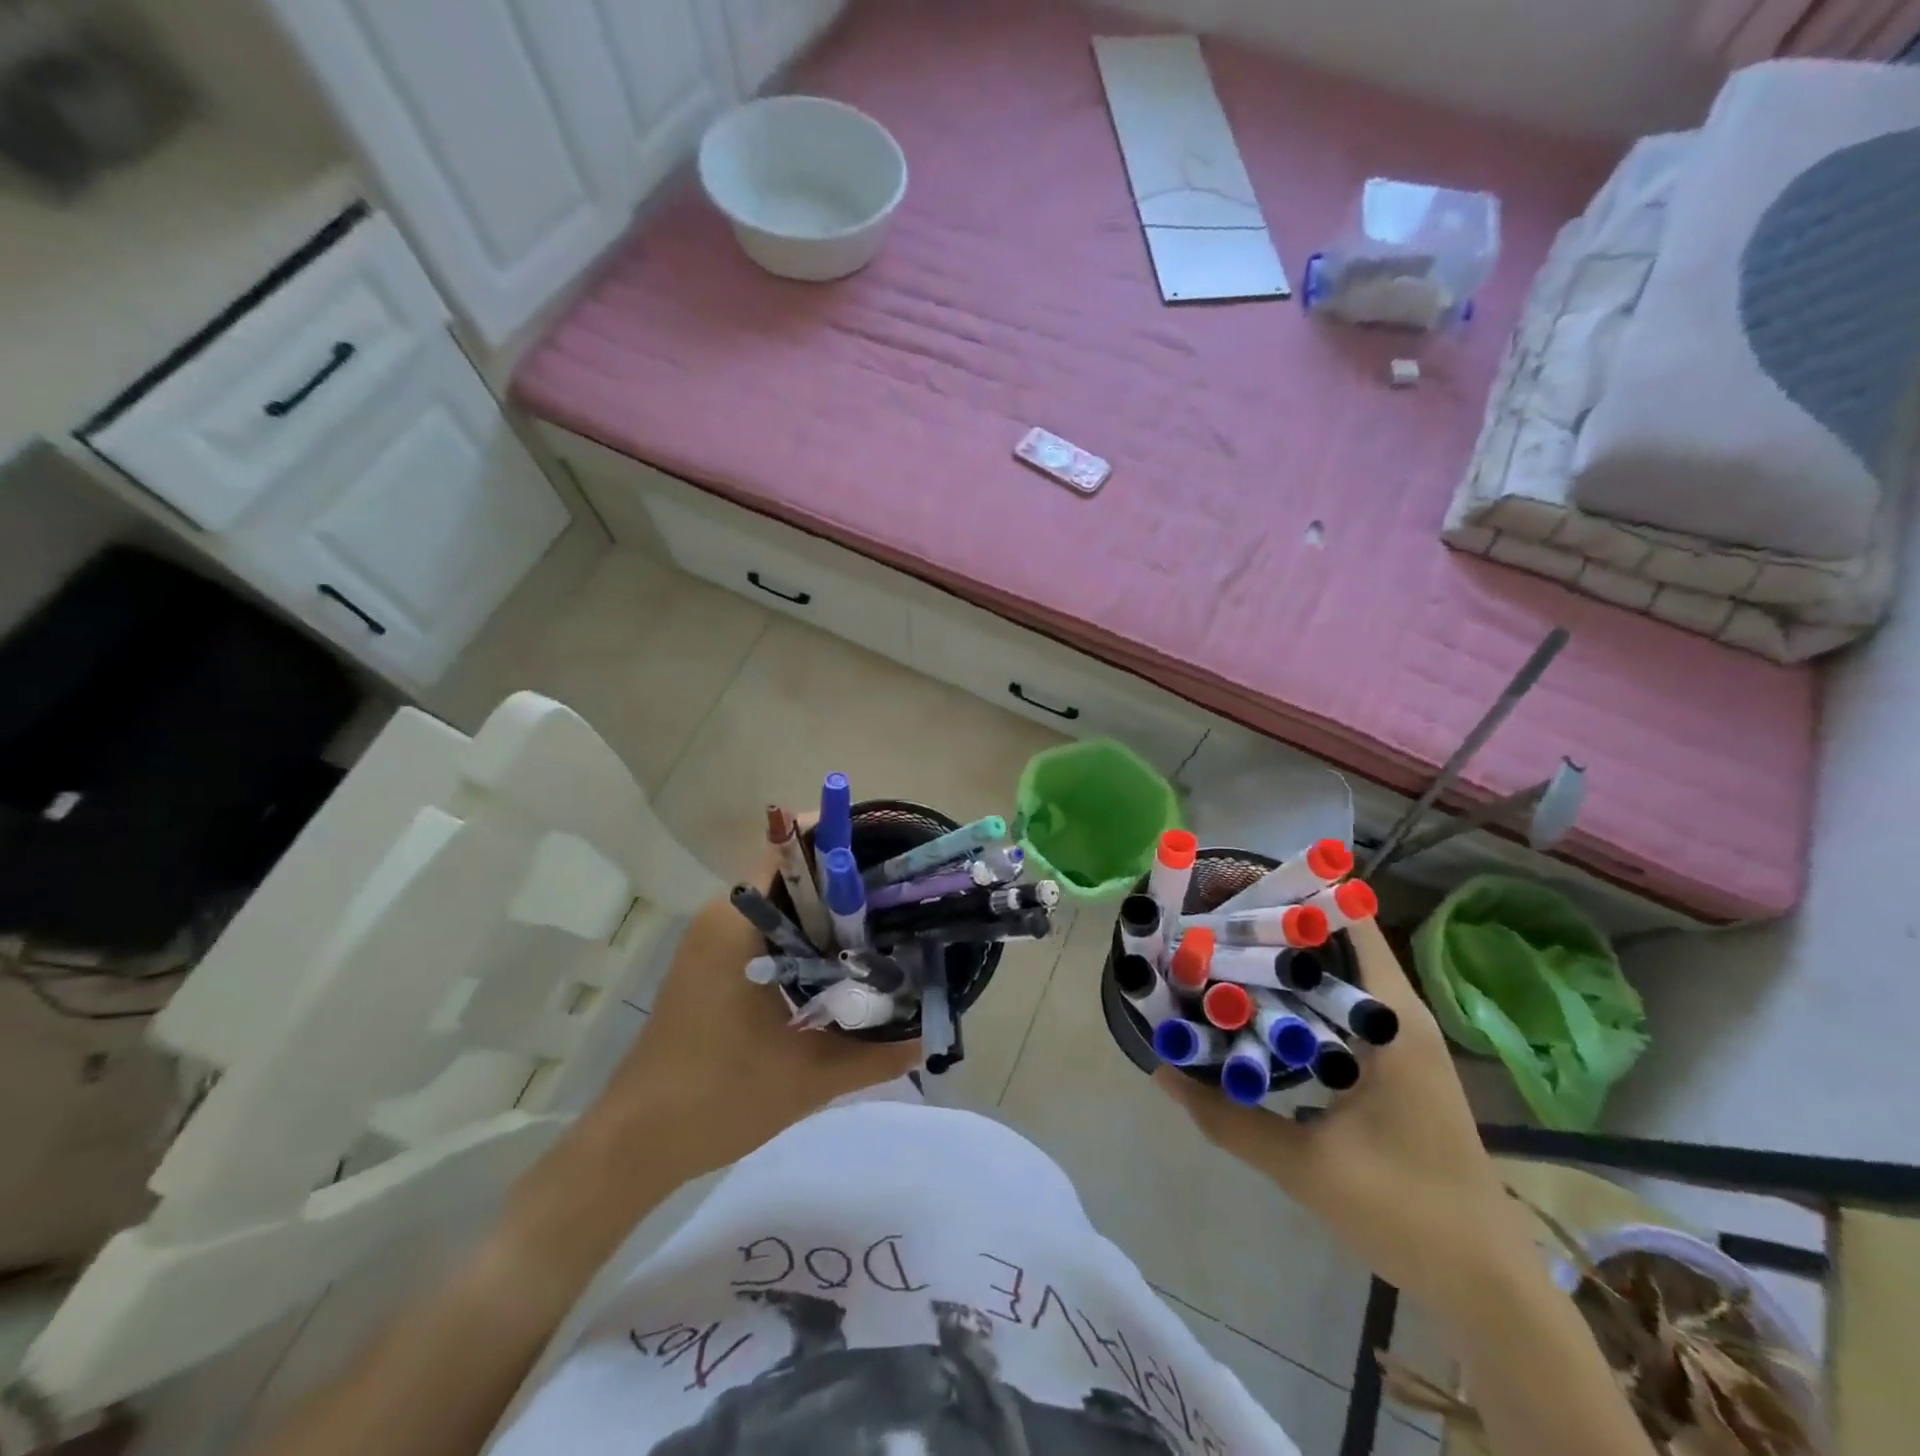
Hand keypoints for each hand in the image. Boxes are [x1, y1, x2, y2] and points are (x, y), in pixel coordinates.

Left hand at [588, 846, 919, 1182]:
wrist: (638, 1142)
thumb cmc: (719, 1096)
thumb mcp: (810, 1077)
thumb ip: (877, 1053)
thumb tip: (930, 1033)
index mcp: (738, 921)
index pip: (793, 847)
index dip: (844, 839)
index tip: (892, 850)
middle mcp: (722, 914)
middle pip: (793, 870)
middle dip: (847, 876)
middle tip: (901, 893)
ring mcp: (712, 938)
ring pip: (782, 900)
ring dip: (827, 908)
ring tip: (884, 922)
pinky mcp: (711, 961)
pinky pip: (767, 925)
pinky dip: (804, 932)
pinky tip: (840, 960)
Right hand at [1155, 919, 1527, 1313]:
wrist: (1487, 1289)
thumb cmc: (1407, 1213)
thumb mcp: (1306, 1167)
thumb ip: (1228, 1119)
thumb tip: (1161, 1070)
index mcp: (1392, 1021)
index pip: (1348, 923)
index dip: (1294, 896)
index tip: (1235, 888)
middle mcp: (1400, 1017)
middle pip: (1334, 944)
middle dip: (1274, 928)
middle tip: (1209, 921)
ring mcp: (1400, 1042)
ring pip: (1335, 979)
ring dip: (1284, 967)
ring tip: (1218, 954)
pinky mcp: (1394, 1068)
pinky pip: (1339, 1012)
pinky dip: (1298, 1002)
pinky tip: (1254, 1012)